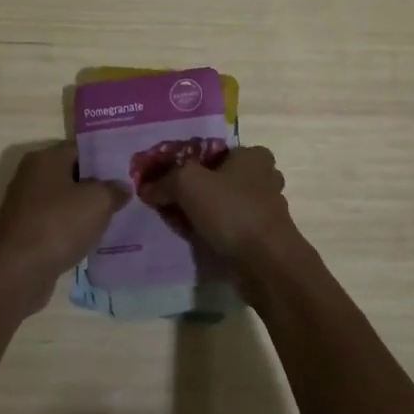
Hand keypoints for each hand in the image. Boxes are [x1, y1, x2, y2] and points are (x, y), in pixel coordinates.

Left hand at [0, 142, 126, 311]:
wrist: (17, 272)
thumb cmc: (59, 225)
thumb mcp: (98, 201)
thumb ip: (114, 189)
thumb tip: (121, 187)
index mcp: (45, 159)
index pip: (81, 148)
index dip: (105, 157)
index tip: (128, 169)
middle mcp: (31, 176)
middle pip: (72, 174)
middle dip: (98, 184)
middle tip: (127, 193)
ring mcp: (26, 205)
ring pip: (65, 201)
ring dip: (86, 210)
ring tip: (116, 217)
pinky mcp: (26, 232)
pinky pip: (57, 223)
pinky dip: (73, 229)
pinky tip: (94, 239)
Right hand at [139, 146, 308, 274]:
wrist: (266, 263)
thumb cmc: (231, 210)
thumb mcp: (188, 183)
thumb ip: (165, 181)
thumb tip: (147, 188)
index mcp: (253, 155)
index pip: (213, 151)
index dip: (186, 163)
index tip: (165, 178)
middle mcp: (264, 177)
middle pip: (217, 178)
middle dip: (192, 189)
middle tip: (166, 200)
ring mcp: (265, 208)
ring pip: (223, 203)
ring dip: (201, 211)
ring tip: (176, 221)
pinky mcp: (262, 235)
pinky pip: (229, 226)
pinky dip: (212, 230)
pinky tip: (194, 238)